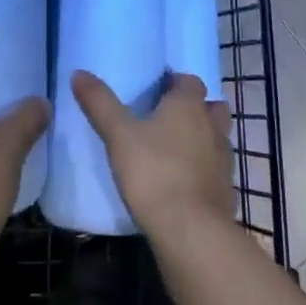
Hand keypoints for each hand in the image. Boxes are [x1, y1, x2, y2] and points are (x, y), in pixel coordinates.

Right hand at [71, 71, 233, 242]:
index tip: (157, 90)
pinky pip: (218, 172)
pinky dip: (207, 172)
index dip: (176, 82)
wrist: (191, 232)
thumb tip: (78, 72)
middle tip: (170, 118)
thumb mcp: (118, 135)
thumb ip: (100, 103)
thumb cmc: (154, 172)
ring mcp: (224, 161)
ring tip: (178, 150)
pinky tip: (187, 185)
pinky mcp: (227, 192)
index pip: (190, 80)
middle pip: (212, 107)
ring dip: (204, 139)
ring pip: (218, 139)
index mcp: (188, 106)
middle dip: (197, 108)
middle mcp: (212, 126)